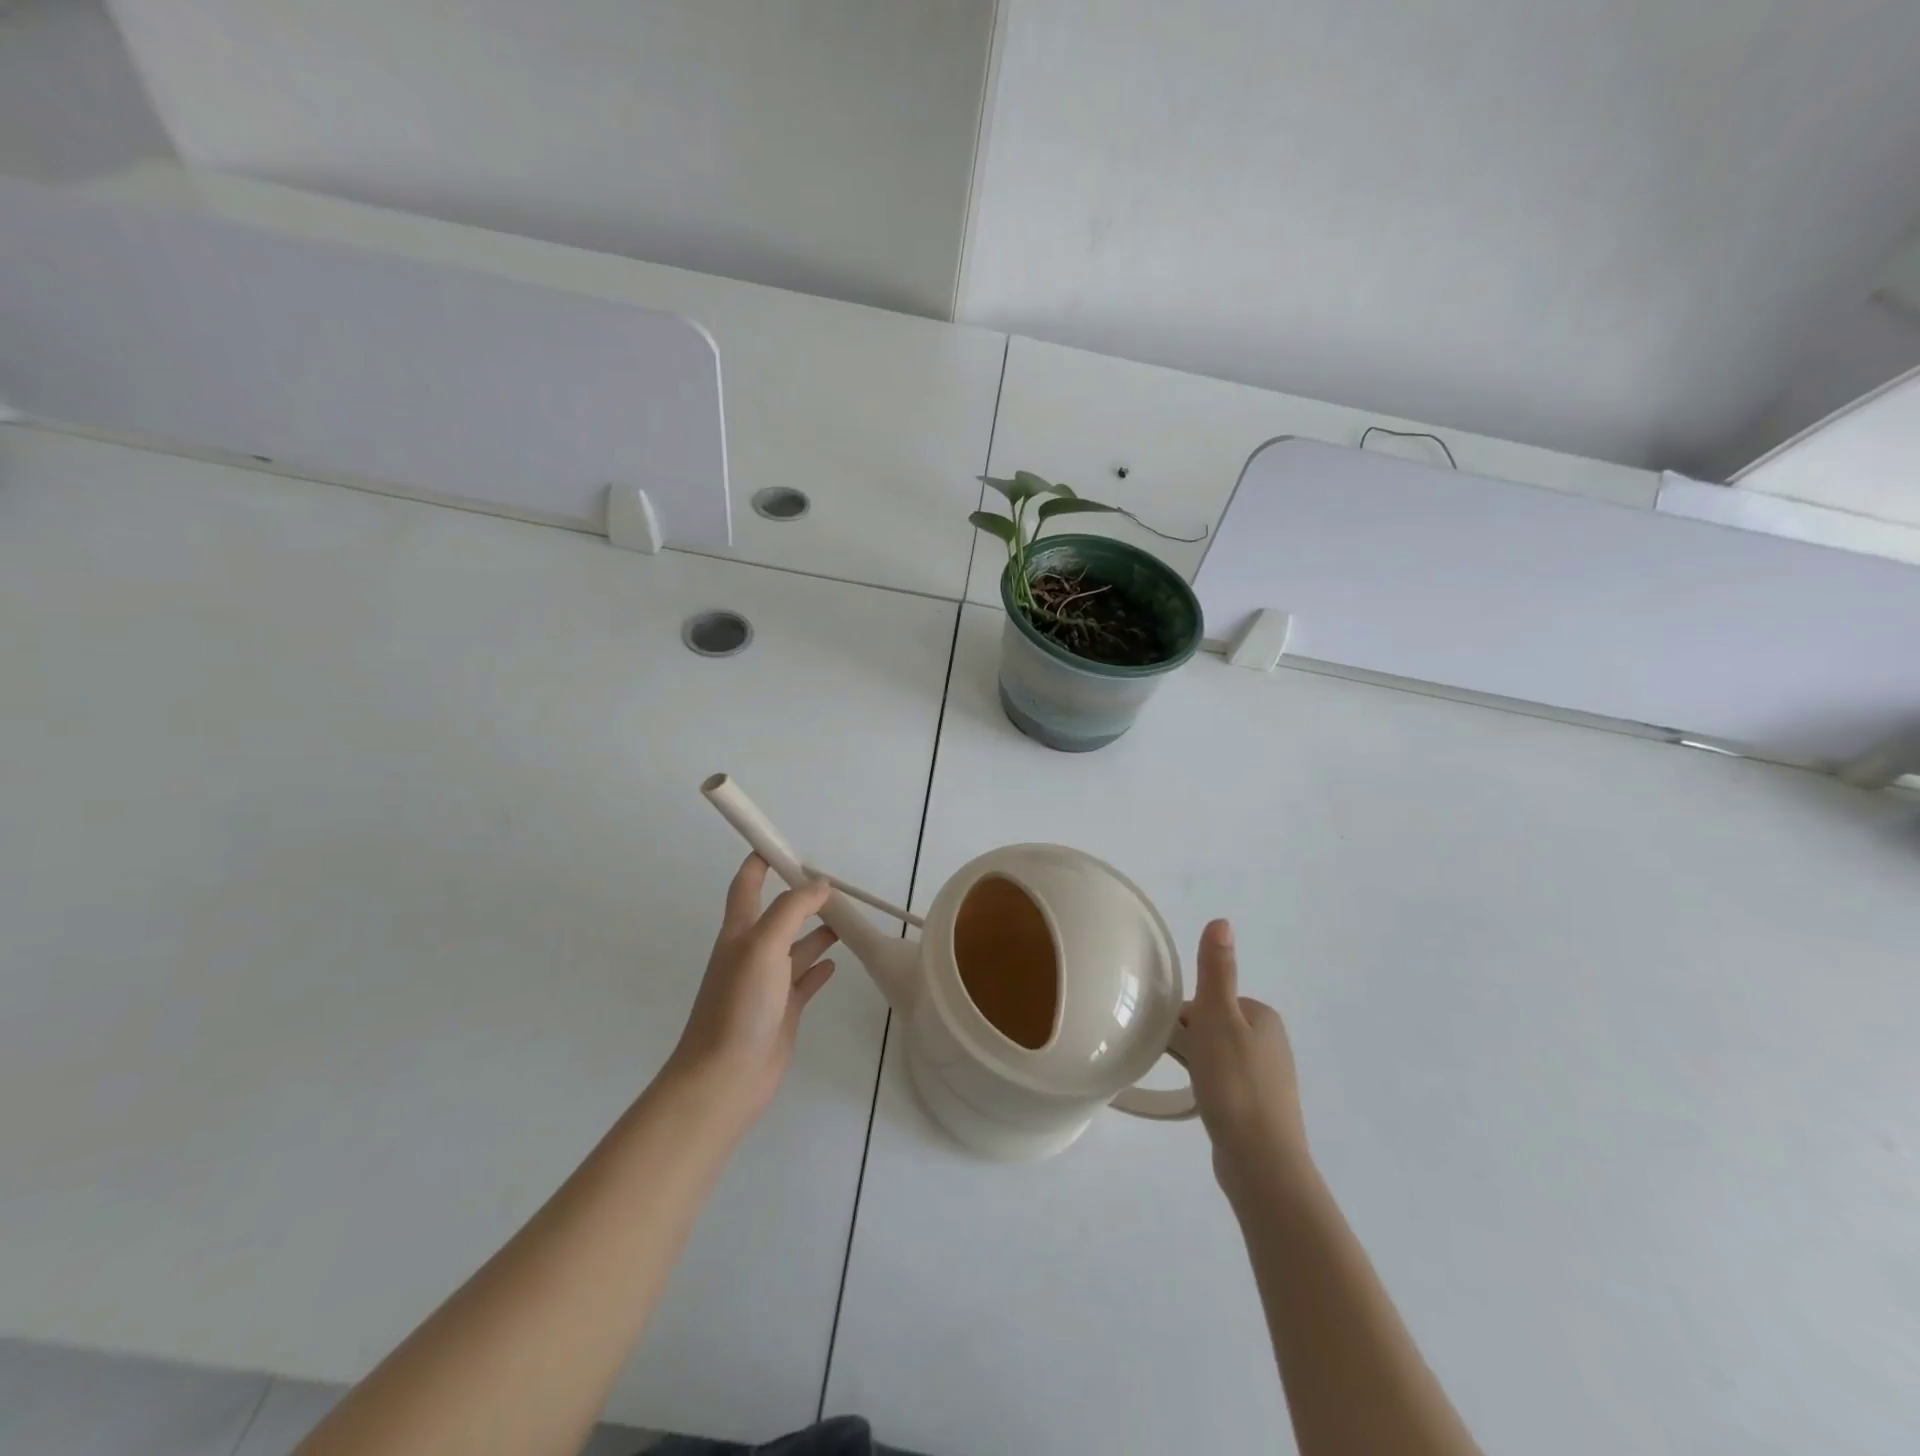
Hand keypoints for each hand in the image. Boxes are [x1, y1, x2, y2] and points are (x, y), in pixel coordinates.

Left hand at [667, 855, 837, 1123]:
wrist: (725, 1078)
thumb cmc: (739, 1005)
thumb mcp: (763, 945)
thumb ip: (791, 910)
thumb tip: (819, 883)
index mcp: (740, 932)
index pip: (747, 884)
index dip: (761, 861)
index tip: (785, 844)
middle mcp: (752, 952)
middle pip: (778, 914)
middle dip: (802, 896)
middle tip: (834, 885)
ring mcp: (767, 983)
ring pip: (796, 946)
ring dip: (818, 931)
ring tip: (846, 920)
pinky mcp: (782, 1010)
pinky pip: (804, 980)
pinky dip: (819, 967)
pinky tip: (836, 962)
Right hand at [1180, 920, 1310, 1193]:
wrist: (1261, 1163)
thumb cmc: (1235, 1082)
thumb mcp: (1218, 1018)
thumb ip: (1217, 971)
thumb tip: (1222, 920)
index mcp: (1263, 1016)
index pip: (1208, 1001)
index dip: (1184, 1017)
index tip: (1171, 1038)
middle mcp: (1272, 1043)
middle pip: (1212, 1027)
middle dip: (1189, 1041)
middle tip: (1176, 1063)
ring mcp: (1268, 1079)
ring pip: (1217, 1057)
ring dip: (1198, 1066)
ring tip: (1187, 1086)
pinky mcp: (1260, 1110)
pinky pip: (1224, 1084)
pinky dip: (1209, 1088)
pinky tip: (1201, 1104)